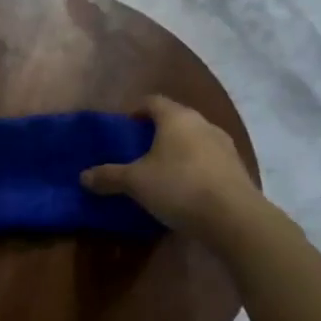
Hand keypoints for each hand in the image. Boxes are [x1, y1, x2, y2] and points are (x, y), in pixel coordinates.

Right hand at [81, 95, 266, 244]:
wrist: (234, 218)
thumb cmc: (179, 187)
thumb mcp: (135, 183)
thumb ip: (109, 176)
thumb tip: (83, 176)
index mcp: (176, 117)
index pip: (152, 101)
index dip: (135, 111)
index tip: (123, 127)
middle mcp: (203, 123)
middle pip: (175, 119)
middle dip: (156, 132)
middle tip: (138, 151)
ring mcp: (224, 145)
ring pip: (194, 139)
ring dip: (178, 150)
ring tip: (161, 171)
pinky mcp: (237, 168)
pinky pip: (209, 160)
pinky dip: (195, 167)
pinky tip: (185, 189)